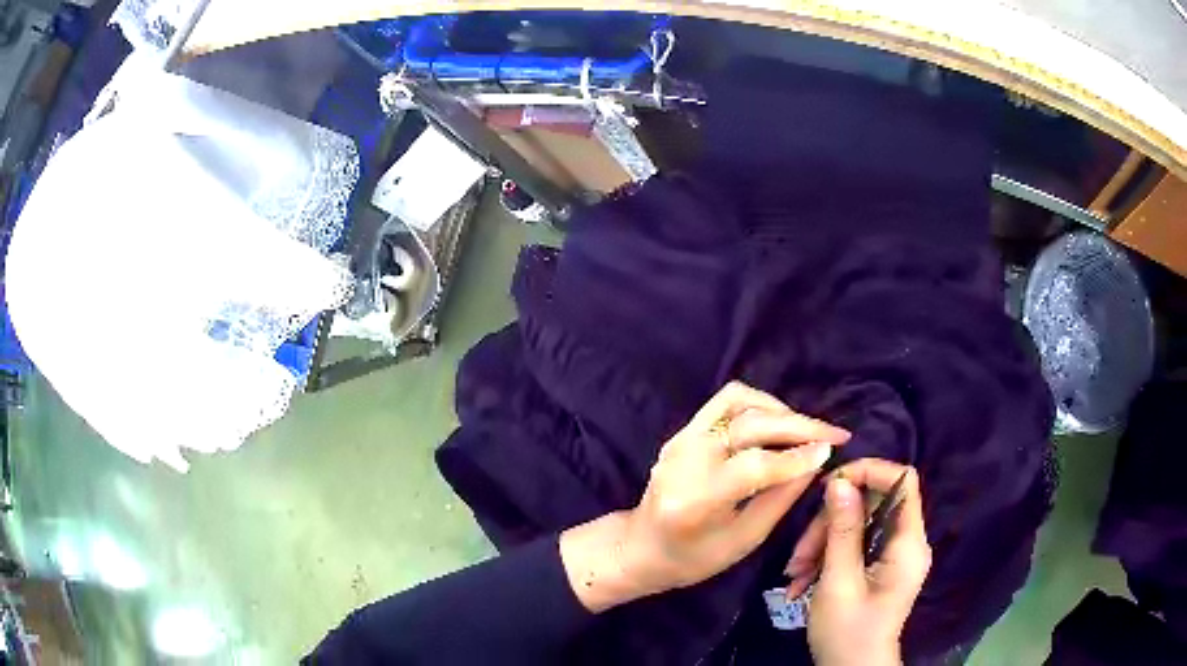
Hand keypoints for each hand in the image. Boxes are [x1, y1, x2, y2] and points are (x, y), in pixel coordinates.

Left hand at [560, 381, 849, 612]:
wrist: (641, 546)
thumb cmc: (693, 558)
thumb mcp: (744, 540)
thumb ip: (780, 499)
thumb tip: (815, 462)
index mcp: (696, 500)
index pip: (754, 465)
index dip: (797, 456)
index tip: (832, 450)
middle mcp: (685, 460)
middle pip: (750, 425)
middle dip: (799, 426)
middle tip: (834, 434)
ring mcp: (680, 439)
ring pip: (738, 401)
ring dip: (779, 410)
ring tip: (808, 429)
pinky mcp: (683, 431)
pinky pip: (725, 402)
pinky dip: (758, 404)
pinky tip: (779, 422)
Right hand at [788, 460, 930, 665]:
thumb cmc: (848, 632)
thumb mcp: (839, 581)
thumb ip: (842, 530)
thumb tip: (839, 482)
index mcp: (908, 544)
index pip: (903, 481)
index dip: (871, 471)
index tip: (831, 484)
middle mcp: (907, 543)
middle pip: (873, 505)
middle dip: (831, 522)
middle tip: (799, 552)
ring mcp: (893, 556)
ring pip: (858, 525)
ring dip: (821, 544)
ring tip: (794, 574)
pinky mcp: (880, 568)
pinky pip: (855, 546)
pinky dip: (826, 558)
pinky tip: (801, 582)